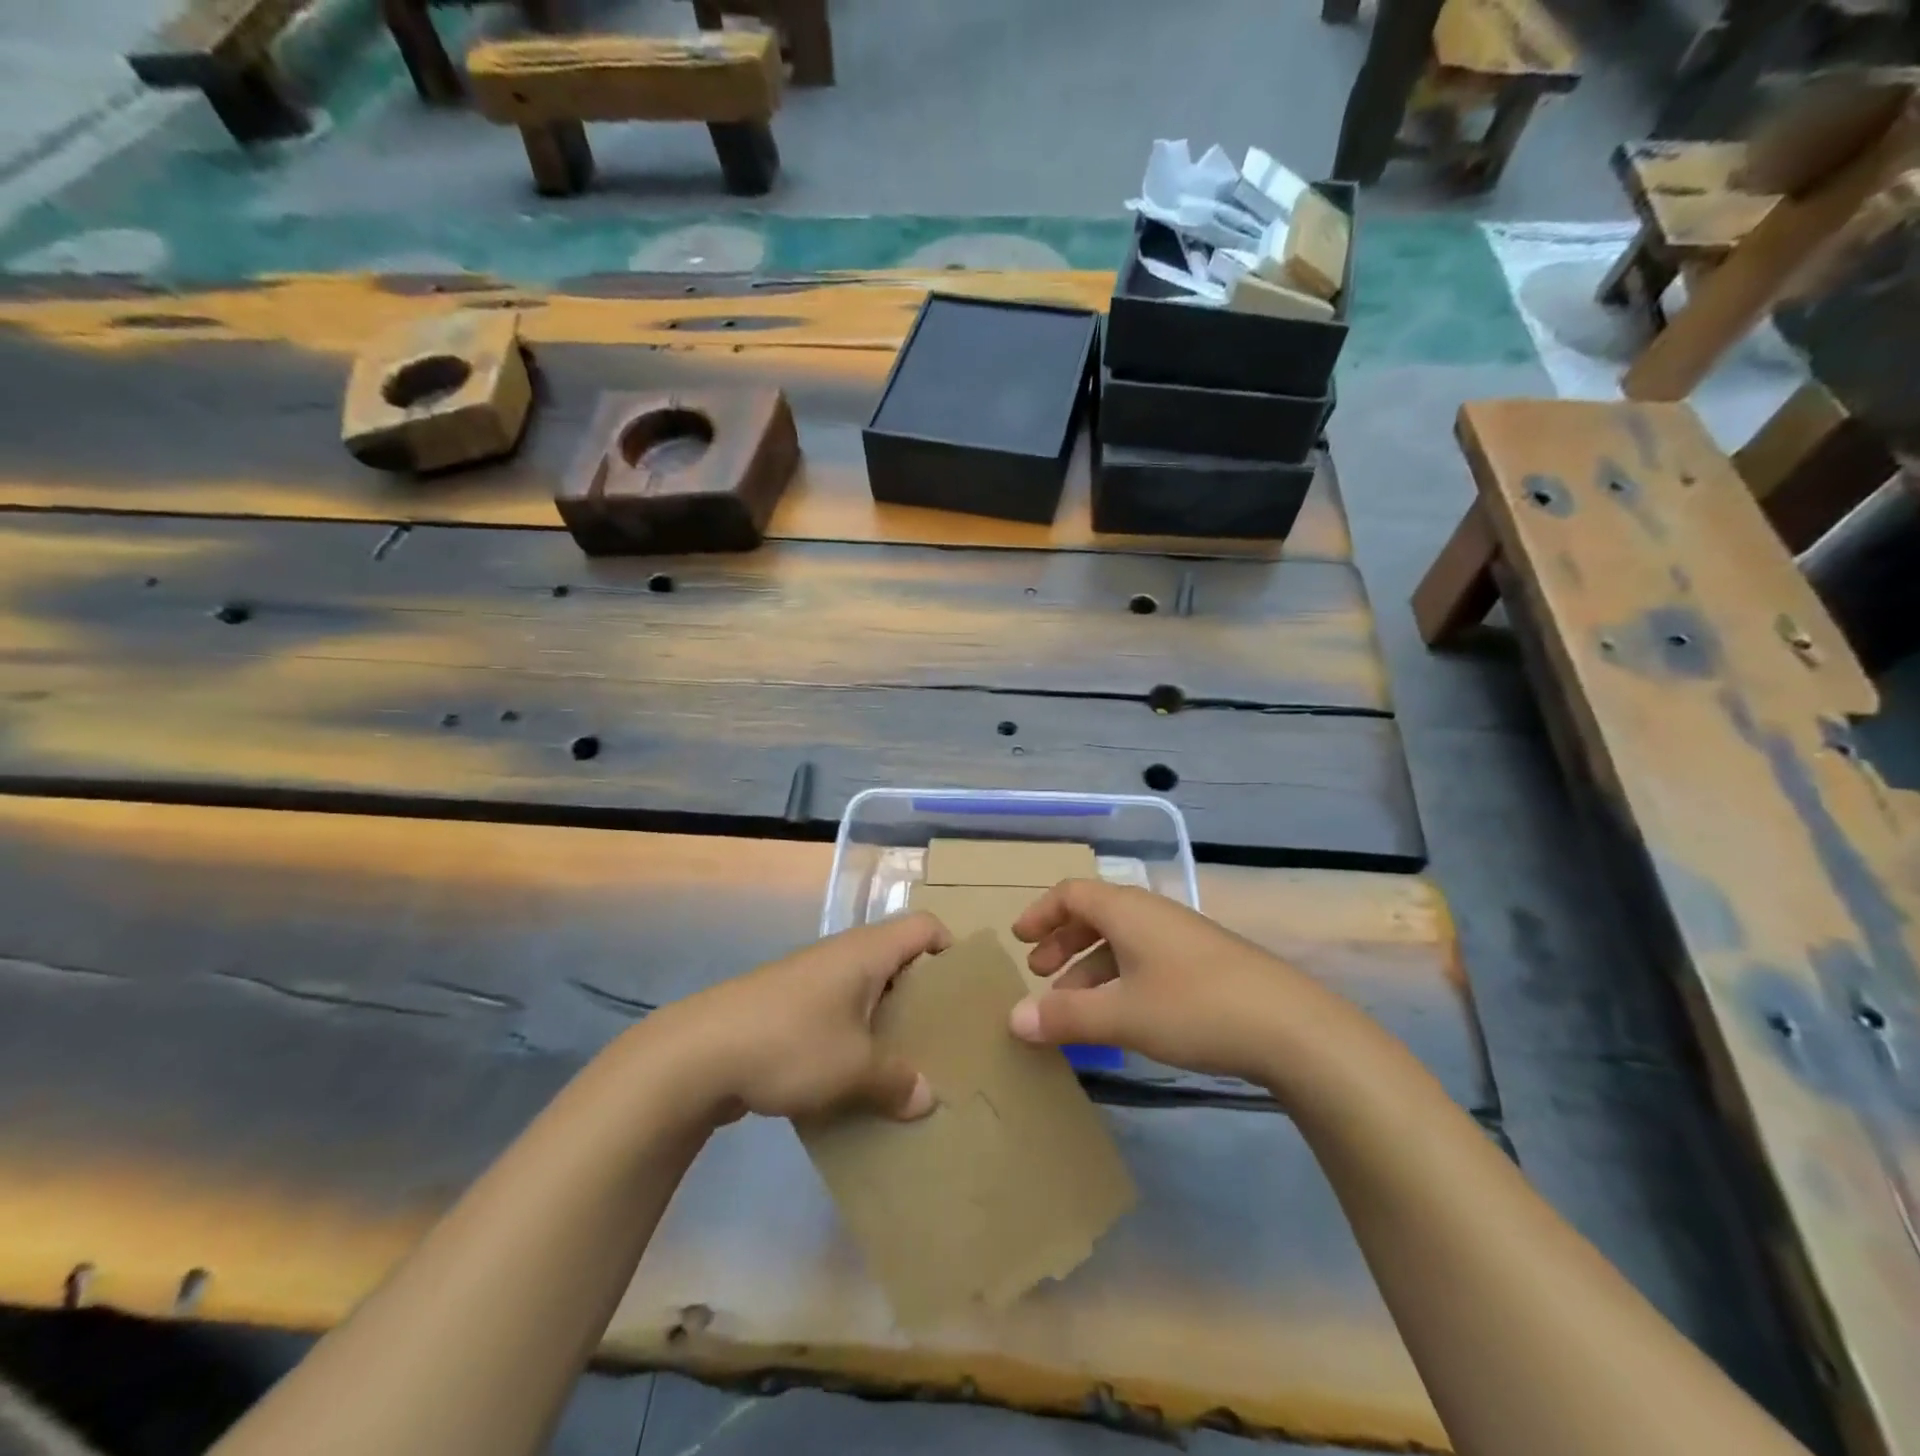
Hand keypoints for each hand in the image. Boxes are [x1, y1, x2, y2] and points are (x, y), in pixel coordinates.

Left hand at [660, 913, 950, 1125]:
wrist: (696, 1055)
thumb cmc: (789, 1043)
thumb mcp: (853, 1068)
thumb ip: (897, 1081)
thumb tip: (928, 1097)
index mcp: (867, 952)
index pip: (925, 927)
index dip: (952, 950)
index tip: (966, 995)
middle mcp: (843, 956)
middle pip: (900, 961)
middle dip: (925, 999)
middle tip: (946, 1041)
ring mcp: (812, 981)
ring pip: (867, 992)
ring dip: (888, 1024)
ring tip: (907, 1068)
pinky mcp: (788, 1008)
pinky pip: (838, 1015)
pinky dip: (855, 1039)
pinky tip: (857, 1082)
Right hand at [1007, 879, 1348, 1085]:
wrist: (1290, 1027)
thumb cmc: (1193, 1007)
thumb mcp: (1121, 1015)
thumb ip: (1064, 1017)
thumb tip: (1013, 1019)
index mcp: (1127, 910)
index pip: (1071, 894)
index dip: (1041, 913)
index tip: (1020, 940)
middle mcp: (1152, 914)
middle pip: (1095, 915)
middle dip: (1062, 942)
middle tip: (1040, 974)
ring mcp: (1181, 938)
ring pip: (1121, 941)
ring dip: (1090, 967)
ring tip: (1071, 1006)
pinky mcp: (1204, 964)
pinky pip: (1145, 960)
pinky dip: (1120, 980)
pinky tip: (1120, 1016)